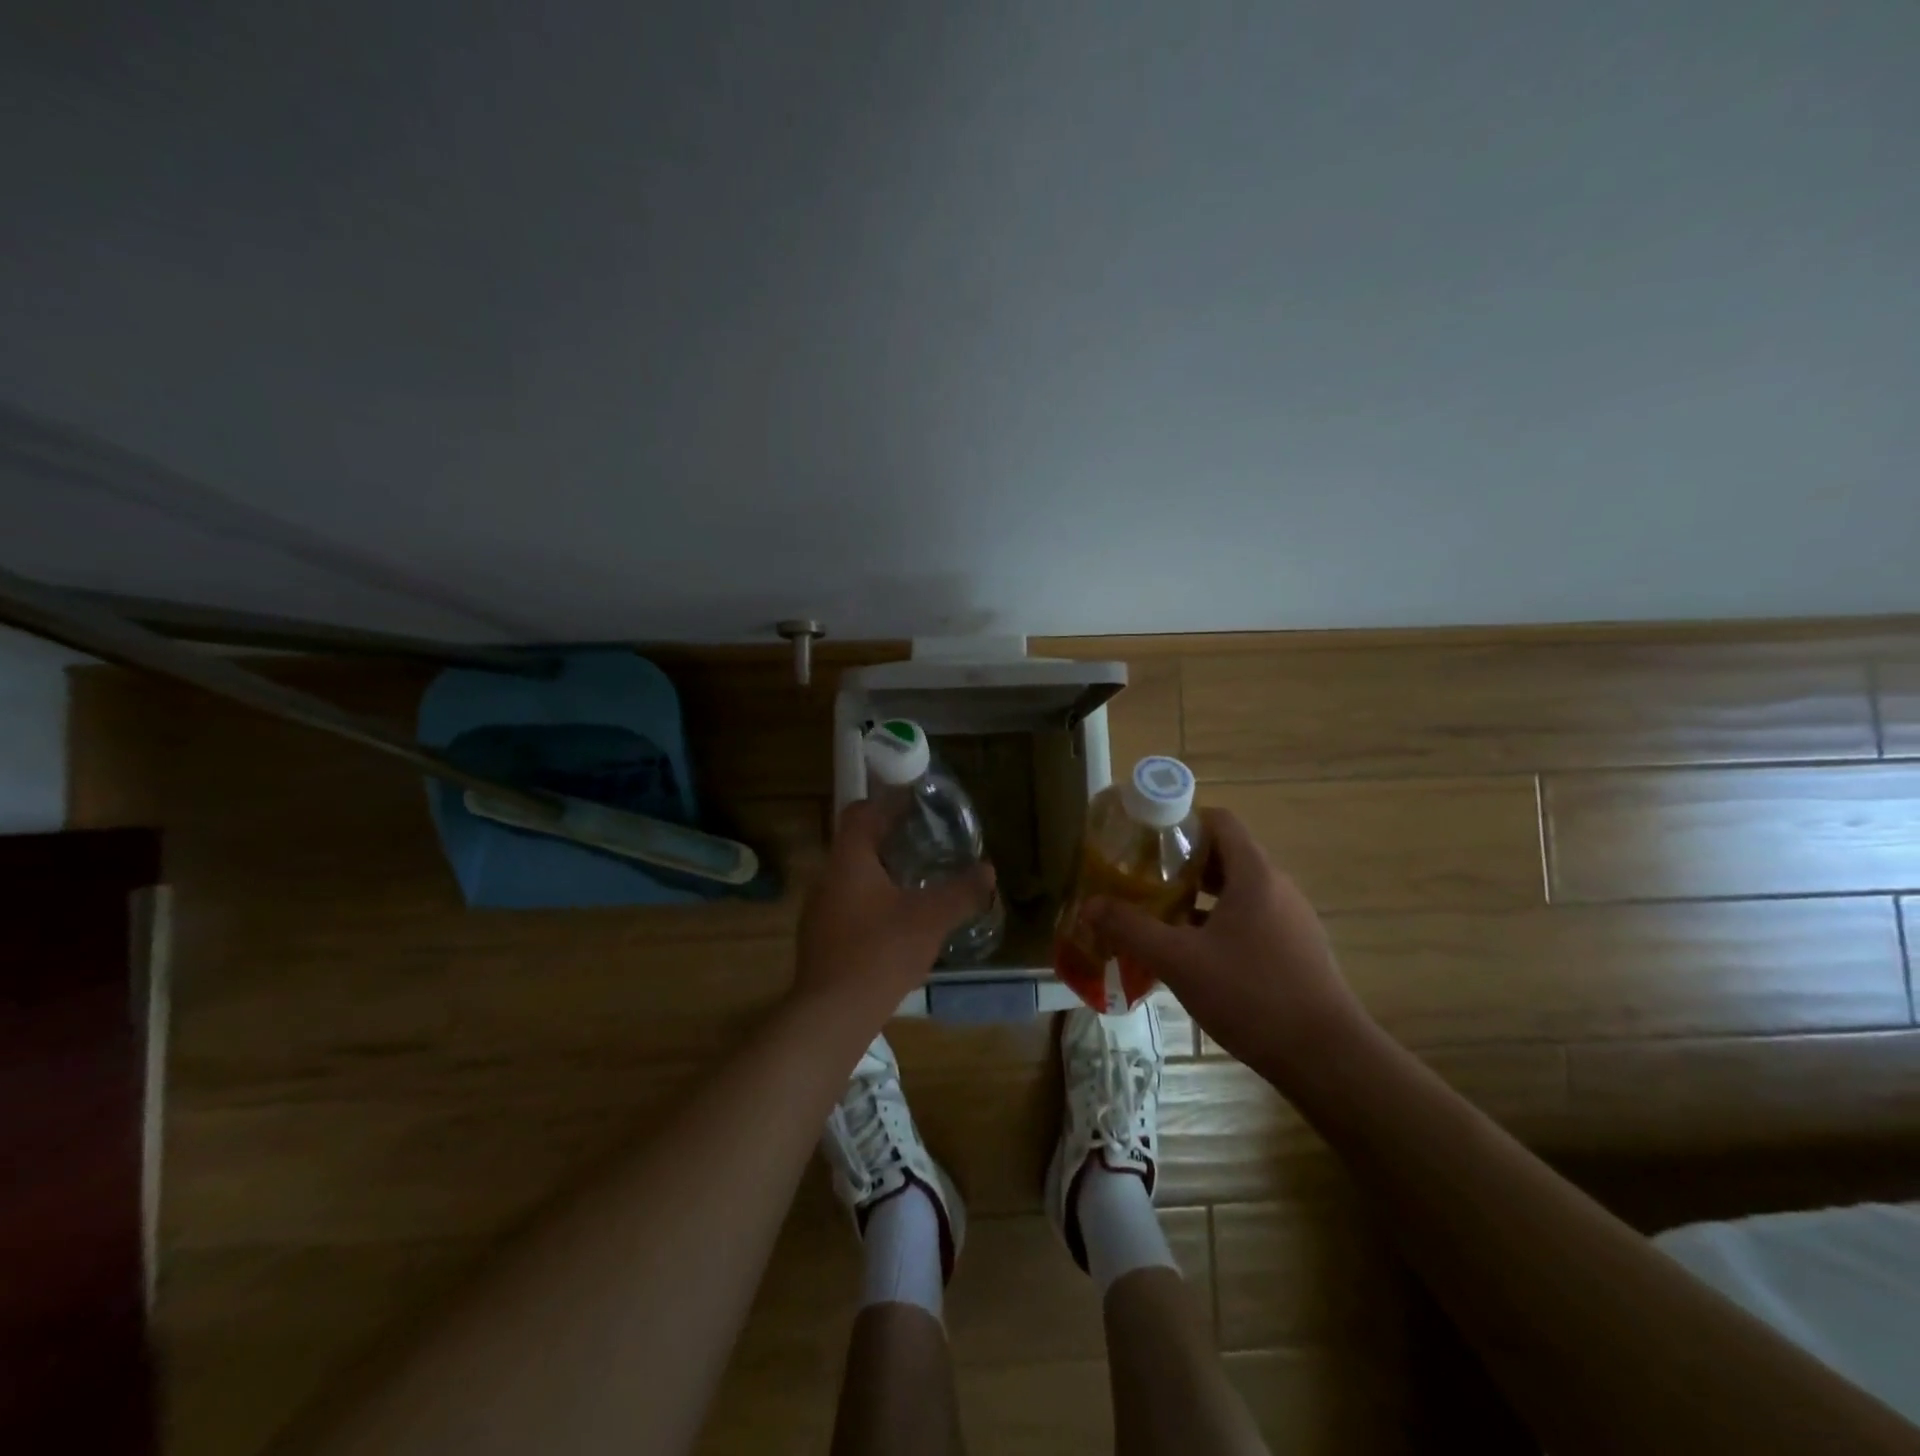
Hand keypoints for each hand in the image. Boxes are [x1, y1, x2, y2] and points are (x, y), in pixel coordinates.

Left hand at [793, 799, 996, 1031]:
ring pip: (851, 878)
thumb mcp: (931, 918)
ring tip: (916, 884)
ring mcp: (817, 911)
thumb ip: (961, 891)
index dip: (887, 804)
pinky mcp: (818, 940)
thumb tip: (987, 870)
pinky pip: (846, 907)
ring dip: (881, 876)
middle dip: (890, 842)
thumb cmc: (881, 952)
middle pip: (856, 845)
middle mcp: (826, 878)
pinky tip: (895, 925)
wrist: (832, 1014)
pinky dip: (870, 904)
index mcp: (848, 860)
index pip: (860, 812)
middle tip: (926, 846)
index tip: (916, 808)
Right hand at [1085, 808, 1366, 1076]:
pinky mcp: (1296, 950)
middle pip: (1226, 855)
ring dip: (1198, 896)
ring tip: (1160, 914)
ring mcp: (1291, 919)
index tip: (1145, 840)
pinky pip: (1251, 919)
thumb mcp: (1179, 961)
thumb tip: (1088, 905)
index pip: (1220, 821)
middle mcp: (1277, 887)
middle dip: (1181, 862)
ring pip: (1237, 891)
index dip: (1181, 821)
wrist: (1327, 1058)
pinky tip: (1194, 954)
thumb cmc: (1252, 995)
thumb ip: (1131, 929)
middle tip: (1142, 878)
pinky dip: (1219, 922)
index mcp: (1254, 875)